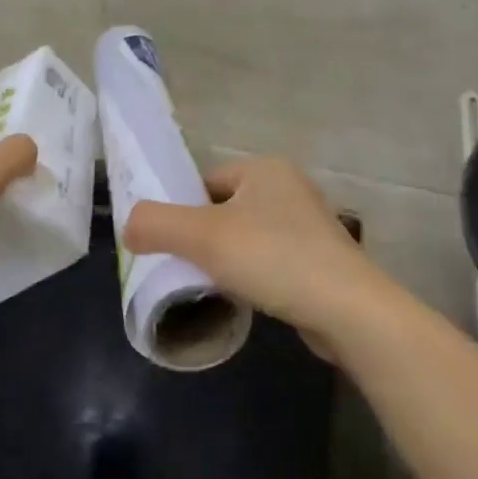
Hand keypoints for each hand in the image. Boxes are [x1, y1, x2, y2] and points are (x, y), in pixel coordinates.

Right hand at [123, 156, 385, 351]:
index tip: (170, 246)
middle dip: (203, 238)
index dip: (182, 211)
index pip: (206, 182)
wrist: (348, 309)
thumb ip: (156, 224)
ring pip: (247, 236)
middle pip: (225, 209)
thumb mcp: (203, 237)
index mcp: (265, 168)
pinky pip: (271, 259)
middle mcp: (290, 187)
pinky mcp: (320, 258)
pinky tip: (247, 297)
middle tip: (186, 269)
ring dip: (228, 259)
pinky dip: (254, 275)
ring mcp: (309, 224)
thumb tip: (129, 225)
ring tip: (213, 287)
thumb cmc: (273, 258)